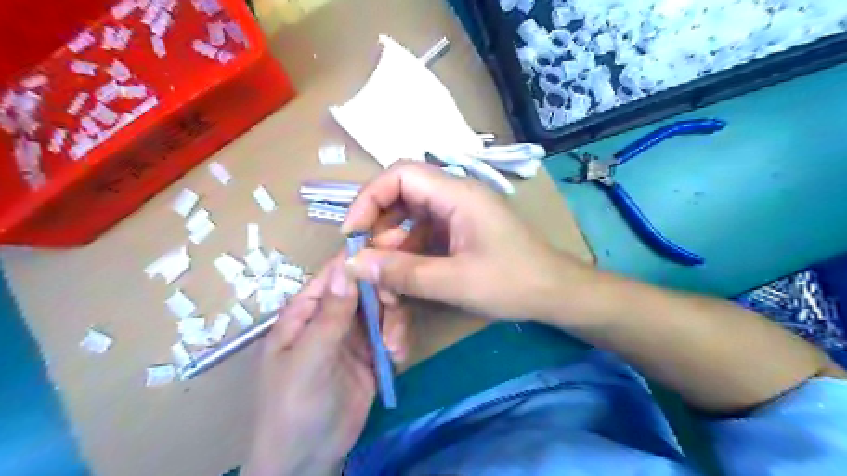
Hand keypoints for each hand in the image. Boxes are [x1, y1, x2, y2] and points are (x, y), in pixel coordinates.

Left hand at [241, 256, 410, 472]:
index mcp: (308, 310)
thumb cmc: (294, 405)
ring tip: (393, 349)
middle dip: (385, 297)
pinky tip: (397, 359)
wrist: (308, 459)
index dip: (363, 257)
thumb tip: (346, 265)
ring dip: (395, 324)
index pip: (337, 272)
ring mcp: (354, 335)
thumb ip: (331, 314)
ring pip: (385, 310)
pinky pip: (392, 334)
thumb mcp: (310, 358)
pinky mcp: (373, 354)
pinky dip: (399, 341)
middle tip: (394, 313)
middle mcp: (333, 316)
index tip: (394, 247)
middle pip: (367, 288)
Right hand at [338, 162, 589, 321]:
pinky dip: (409, 255)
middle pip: (401, 195)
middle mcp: (455, 196)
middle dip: (379, 228)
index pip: (400, 174)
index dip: (369, 197)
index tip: (352, 232)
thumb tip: (354, 264)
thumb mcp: (455, 281)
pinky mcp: (459, 231)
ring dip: (393, 247)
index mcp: (457, 194)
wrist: (555, 293)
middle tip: (369, 262)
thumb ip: (403, 272)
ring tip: (388, 280)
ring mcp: (457, 214)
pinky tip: (406, 279)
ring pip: (409, 219)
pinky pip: (423, 235)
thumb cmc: (513, 282)